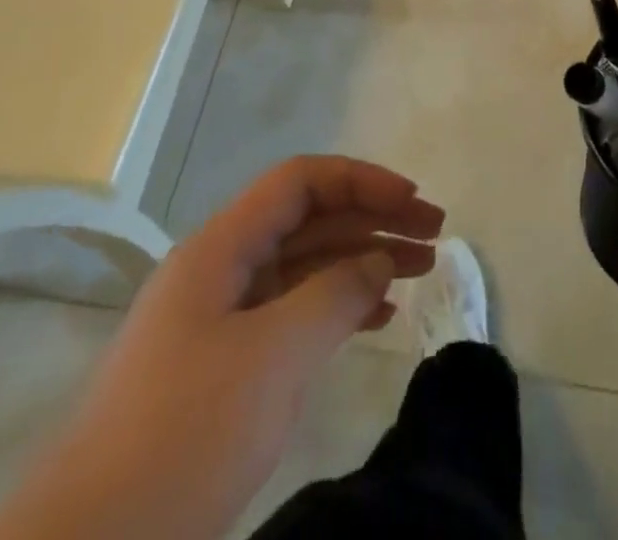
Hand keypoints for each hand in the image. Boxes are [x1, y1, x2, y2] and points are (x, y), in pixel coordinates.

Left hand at [0, 157, 443, 539]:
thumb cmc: (183, 437)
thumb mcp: (273, 357)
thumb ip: (336, 294)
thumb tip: (379, 257)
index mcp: (220, 247)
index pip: (300, 182)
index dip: (361, 180)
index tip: (412, 201)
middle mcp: (219, 269)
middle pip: (307, 219)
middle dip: (372, 217)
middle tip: (434, 235)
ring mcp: (218, 320)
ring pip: (303, 265)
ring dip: (361, 260)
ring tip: (419, 270)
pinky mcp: (221, 367)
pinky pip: (292, 313)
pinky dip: (337, 306)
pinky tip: (377, 317)